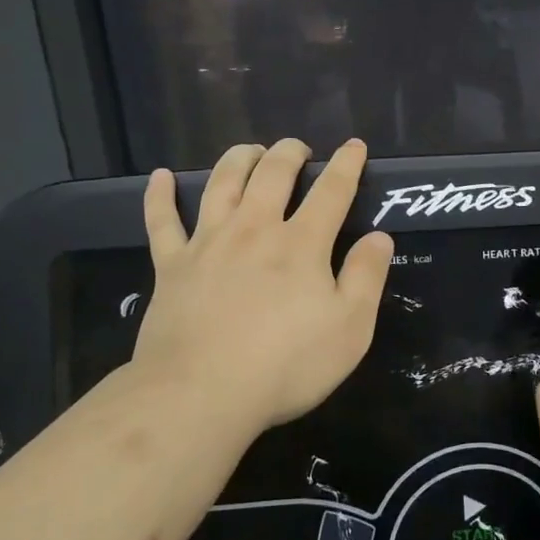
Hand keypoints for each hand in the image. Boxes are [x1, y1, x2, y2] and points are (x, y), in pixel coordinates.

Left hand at [128, 138, 393, 442]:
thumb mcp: (350, 329)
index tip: (354, 146)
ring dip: (238, 159)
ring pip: (222, 183)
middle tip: (298, 149)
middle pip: (273, 174)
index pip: (332, 191)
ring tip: (250, 150)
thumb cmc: (285, 365)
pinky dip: (159, 195)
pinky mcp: (171, 265)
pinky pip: (162, 221)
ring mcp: (208, 243)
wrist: (200, 393)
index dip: (346, 165)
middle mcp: (255, 230)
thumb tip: (379, 237)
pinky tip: (160, 177)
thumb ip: (366, 277)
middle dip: (290, 153)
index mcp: (301, 244)